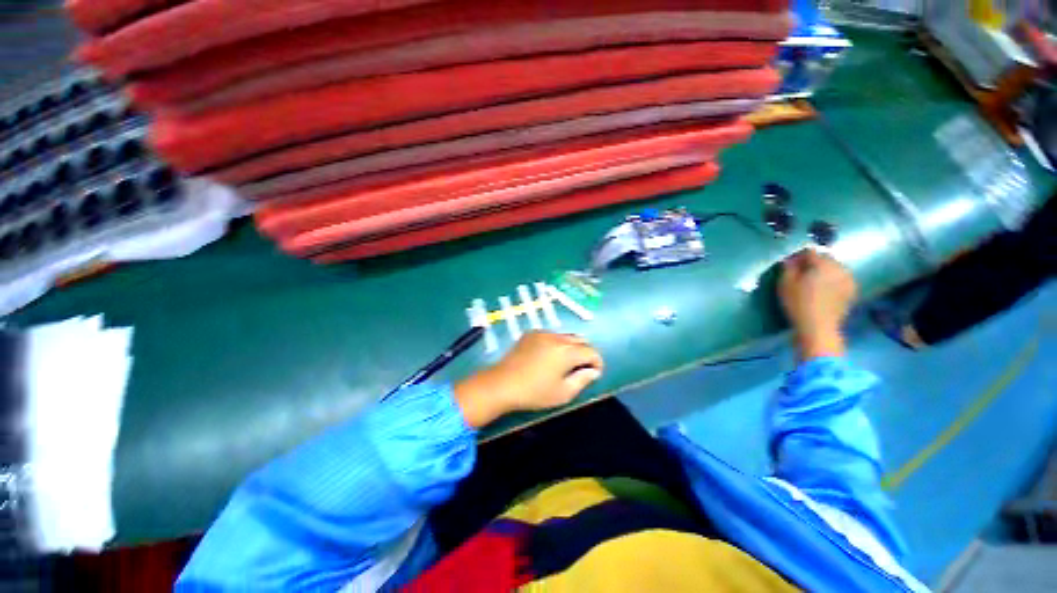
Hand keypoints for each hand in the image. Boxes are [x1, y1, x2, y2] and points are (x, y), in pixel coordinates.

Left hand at [454, 332, 603, 427]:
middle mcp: (557, 337)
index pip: (591, 351)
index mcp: (567, 352)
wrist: (502, 384)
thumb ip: (582, 380)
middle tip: (581, 368)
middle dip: (585, 352)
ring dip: (571, 347)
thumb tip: (593, 371)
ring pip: (566, 336)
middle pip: (581, 340)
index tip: (595, 374)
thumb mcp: (563, 393)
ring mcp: (543, 333)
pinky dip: (556, 343)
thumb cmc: (534, 392)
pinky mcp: (531, 333)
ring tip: (564, 363)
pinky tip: (547, 357)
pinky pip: (551, 335)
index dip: (597, 362)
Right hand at [778, 249, 856, 359]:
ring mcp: (849, 279)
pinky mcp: (852, 291)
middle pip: (825, 259)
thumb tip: (790, 259)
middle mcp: (840, 268)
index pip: (810, 251)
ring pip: (834, 269)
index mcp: (823, 264)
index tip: (790, 265)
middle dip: (813, 263)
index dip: (798, 256)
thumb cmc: (798, 304)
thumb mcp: (785, 284)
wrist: (819, 328)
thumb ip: (788, 268)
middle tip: (800, 274)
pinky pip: (840, 279)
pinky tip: (823, 291)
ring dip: (823, 272)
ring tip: (812, 283)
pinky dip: (832, 281)